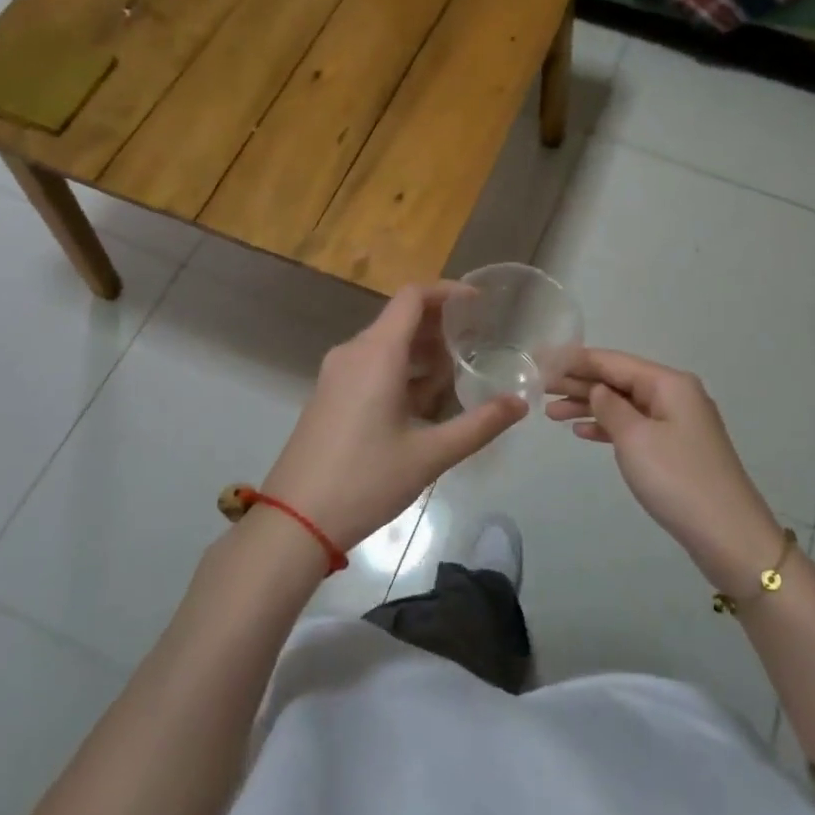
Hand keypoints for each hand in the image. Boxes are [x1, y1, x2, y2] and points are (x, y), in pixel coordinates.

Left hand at [260, 284, 526, 553]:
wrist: (294, 522)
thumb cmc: (365, 481)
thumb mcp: (430, 455)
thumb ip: (479, 425)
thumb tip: (520, 403)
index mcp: (376, 353)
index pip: (413, 297)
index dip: (448, 292)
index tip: (479, 304)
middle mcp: (353, 352)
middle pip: (401, 319)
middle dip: (440, 327)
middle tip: (477, 344)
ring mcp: (336, 374)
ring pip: (386, 345)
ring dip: (421, 353)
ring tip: (457, 376)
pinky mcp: (329, 395)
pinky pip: (370, 366)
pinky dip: (400, 371)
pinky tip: (423, 404)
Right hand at [546, 349, 781, 589]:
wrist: (729, 537)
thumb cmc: (677, 480)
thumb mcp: (635, 438)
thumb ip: (610, 407)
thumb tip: (598, 389)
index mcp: (669, 383)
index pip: (614, 361)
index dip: (577, 359)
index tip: (543, 358)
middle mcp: (675, 395)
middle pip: (619, 380)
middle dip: (579, 382)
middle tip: (540, 387)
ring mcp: (678, 423)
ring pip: (624, 404)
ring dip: (589, 406)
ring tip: (551, 412)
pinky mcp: (676, 449)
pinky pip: (635, 427)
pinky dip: (608, 427)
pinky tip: (582, 432)